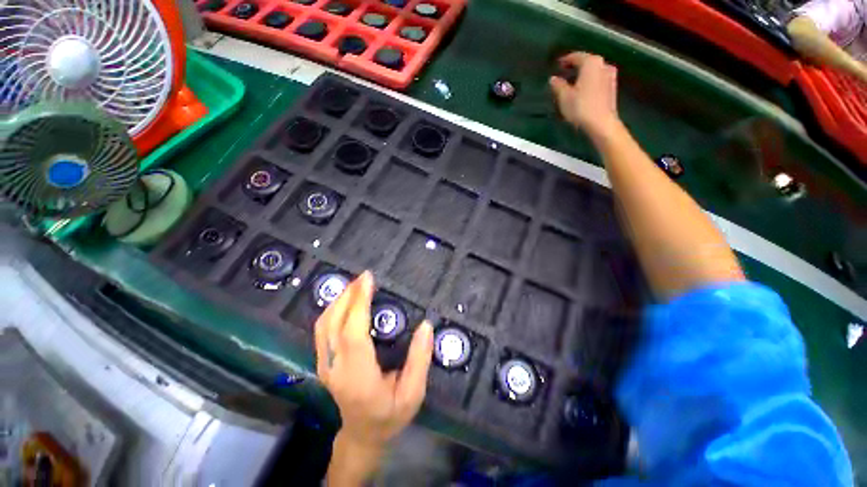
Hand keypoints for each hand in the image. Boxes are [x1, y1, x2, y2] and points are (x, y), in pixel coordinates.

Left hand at [315, 271, 433, 448]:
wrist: (362, 435)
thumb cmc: (390, 416)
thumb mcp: (413, 394)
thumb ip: (419, 360)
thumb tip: (426, 325)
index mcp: (358, 378)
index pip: (352, 334)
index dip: (359, 304)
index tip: (369, 281)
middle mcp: (335, 369)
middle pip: (333, 323)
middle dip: (349, 295)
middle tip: (365, 276)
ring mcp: (324, 365)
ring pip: (323, 324)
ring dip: (340, 299)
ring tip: (358, 284)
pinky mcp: (323, 361)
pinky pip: (323, 328)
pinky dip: (334, 308)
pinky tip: (348, 299)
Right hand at [550, 52, 620, 142]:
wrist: (601, 123)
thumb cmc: (581, 107)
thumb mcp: (564, 97)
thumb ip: (558, 85)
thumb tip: (553, 78)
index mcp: (591, 63)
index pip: (576, 56)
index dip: (565, 60)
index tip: (557, 65)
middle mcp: (603, 64)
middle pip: (586, 62)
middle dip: (575, 67)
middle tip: (564, 73)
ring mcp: (610, 75)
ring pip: (593, 71)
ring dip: (582, 75)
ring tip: (572, 83)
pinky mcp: (612, 88)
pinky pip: (597, 79)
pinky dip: (589, 82)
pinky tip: (582, 91)